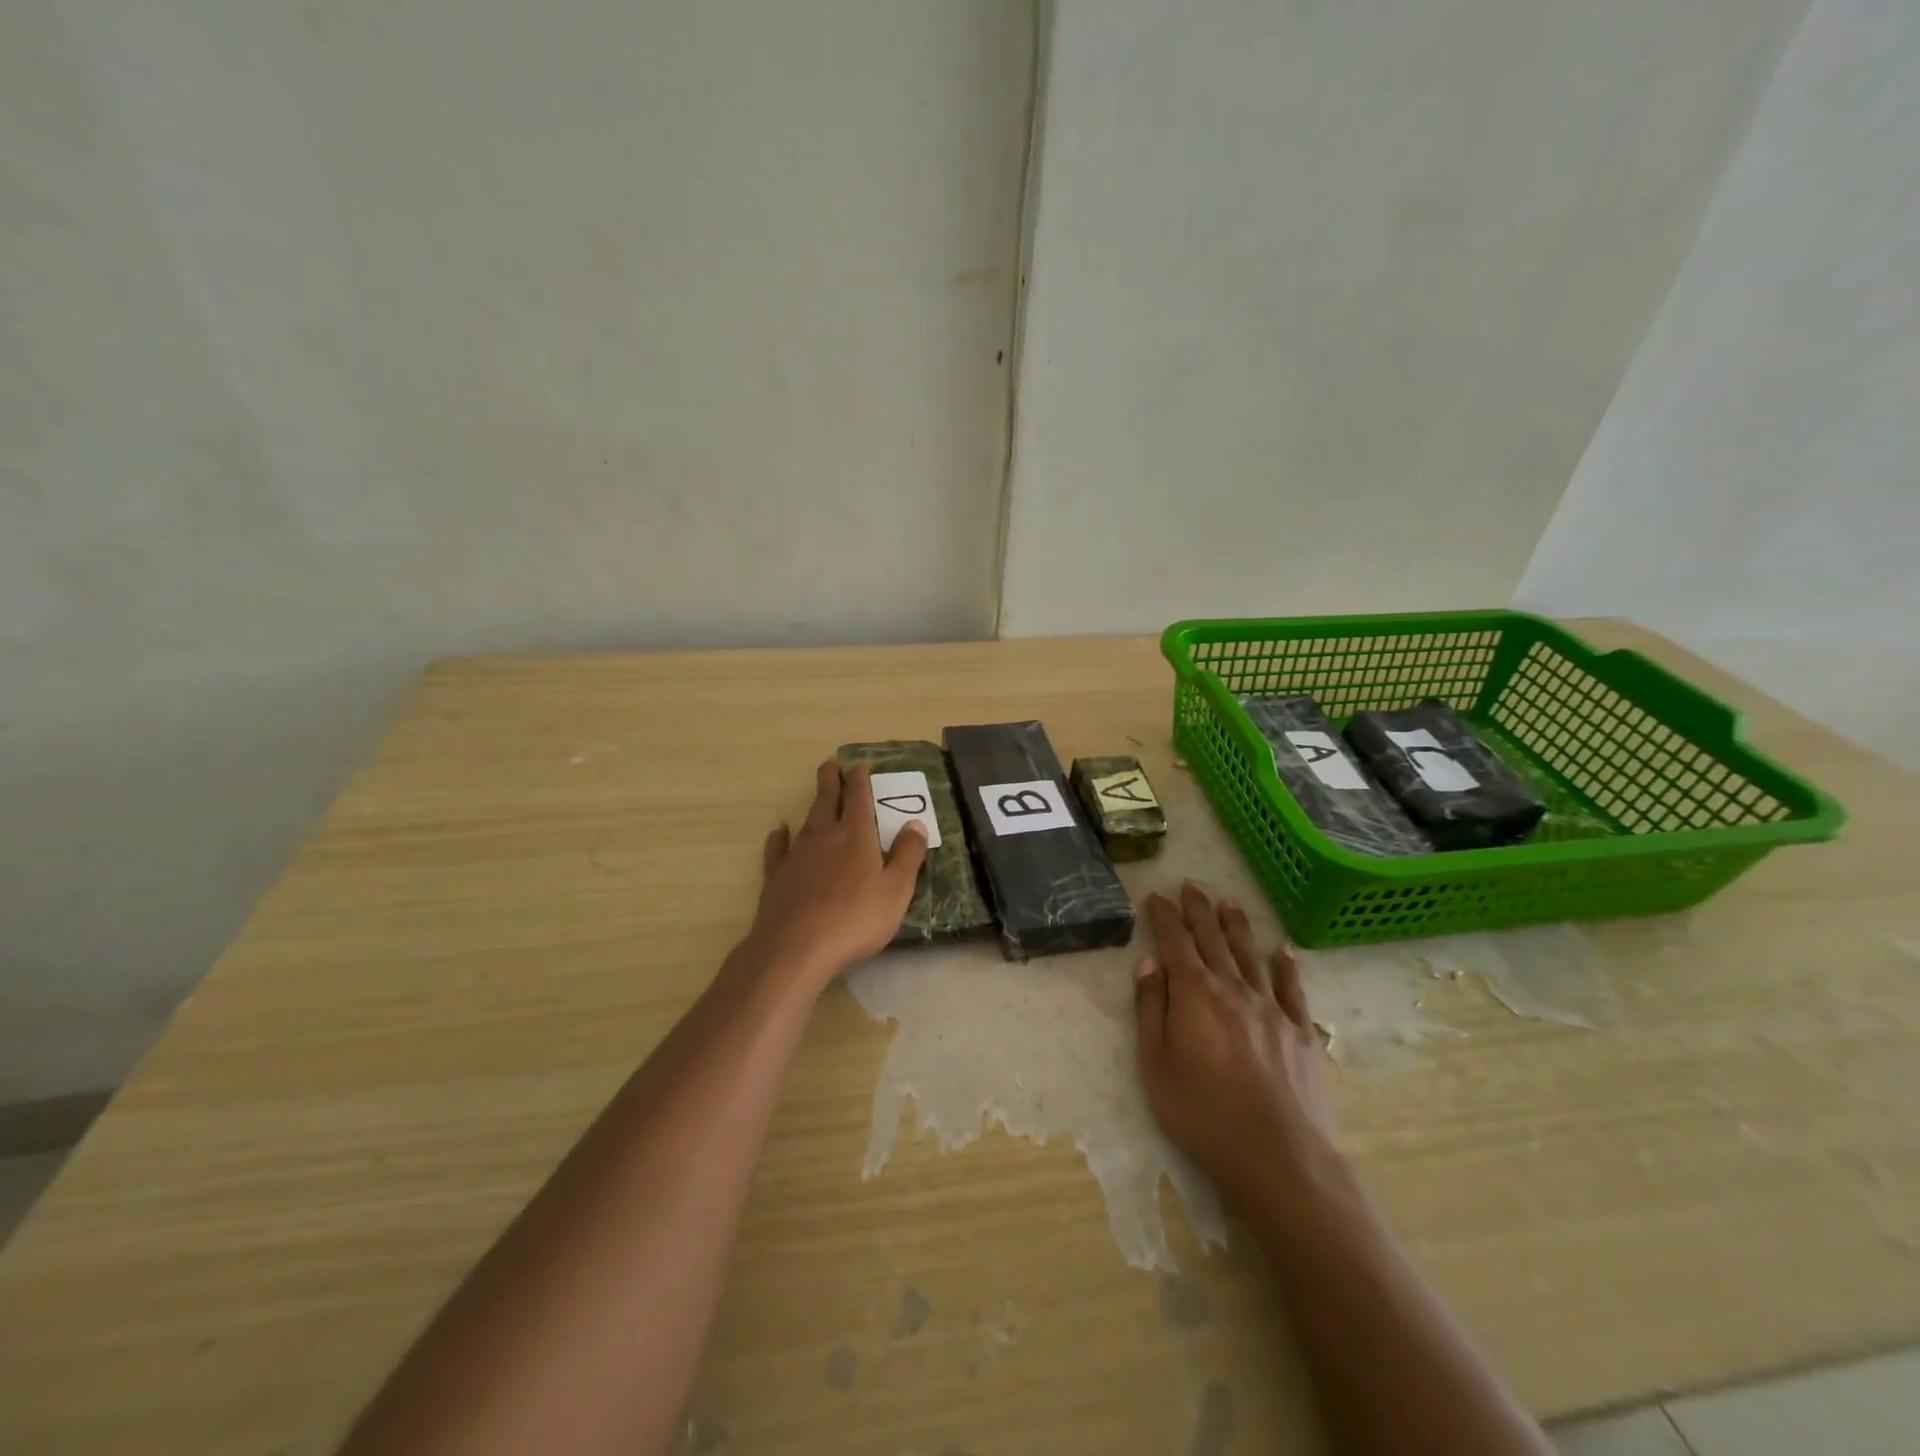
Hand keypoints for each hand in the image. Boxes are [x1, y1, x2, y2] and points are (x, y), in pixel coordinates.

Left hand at [740, 759, 927, 992]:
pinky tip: (779, 830)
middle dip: (831, 780)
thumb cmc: (855, 919)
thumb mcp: (895, 891)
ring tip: (818, 795)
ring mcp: (796, 855)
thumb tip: (916, 824)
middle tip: (831, 763)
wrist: (796, 948)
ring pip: (806, 820)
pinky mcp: (776, 876)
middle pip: (827, 800)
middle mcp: (824, 837)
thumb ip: (908, 856)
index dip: (860, 780)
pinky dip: (779, 837)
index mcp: (856, 836)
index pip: (859, 798)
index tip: (859, 765)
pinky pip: (778, 848)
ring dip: (813, 805)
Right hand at [1134, 883, 1333, 1202]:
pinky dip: (1286, 966)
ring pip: (1250, 955)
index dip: (1165, 917)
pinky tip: (1284, 950)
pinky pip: (1291, 989)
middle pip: (1213, 940)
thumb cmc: (1202, 1113)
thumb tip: (1148, 963)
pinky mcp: (1300, 1032)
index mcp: (1195, 994)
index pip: (1175, 942)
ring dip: (1237, 926)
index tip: (1157, 897)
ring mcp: (1271, 1008)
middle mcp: (1233, 989)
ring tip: (1229, 902)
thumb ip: (1151, 1009)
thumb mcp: (1156, 1065)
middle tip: (1191, 886)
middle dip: (1198, 911)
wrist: (1278, 1156)